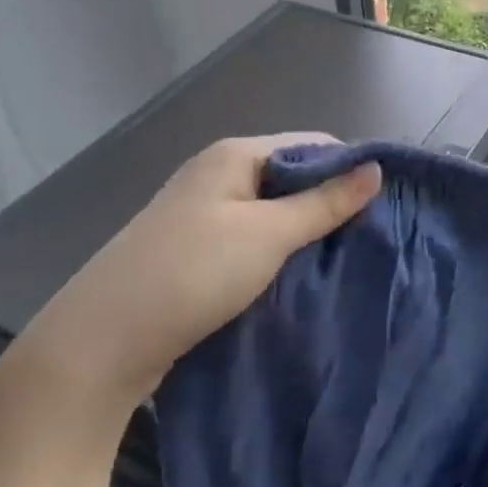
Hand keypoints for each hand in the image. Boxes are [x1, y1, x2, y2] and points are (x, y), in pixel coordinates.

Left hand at [11, 135, 381, 418]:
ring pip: (273, 211)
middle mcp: (218, 175)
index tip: (385, 204)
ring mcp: (204, 213)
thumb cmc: (193, 272)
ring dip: (306, 231)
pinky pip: (253, 238)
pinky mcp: (197, 250)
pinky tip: (300, 275)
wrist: (102, 341)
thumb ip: (324, 202)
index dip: (350, 168)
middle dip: (330, 203)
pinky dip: (279, 252)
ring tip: (342, 259)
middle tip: (369, 238)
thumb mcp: (269, 235)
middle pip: (292, 177)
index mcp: (235, 155)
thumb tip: (375, 169)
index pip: (312, 145)